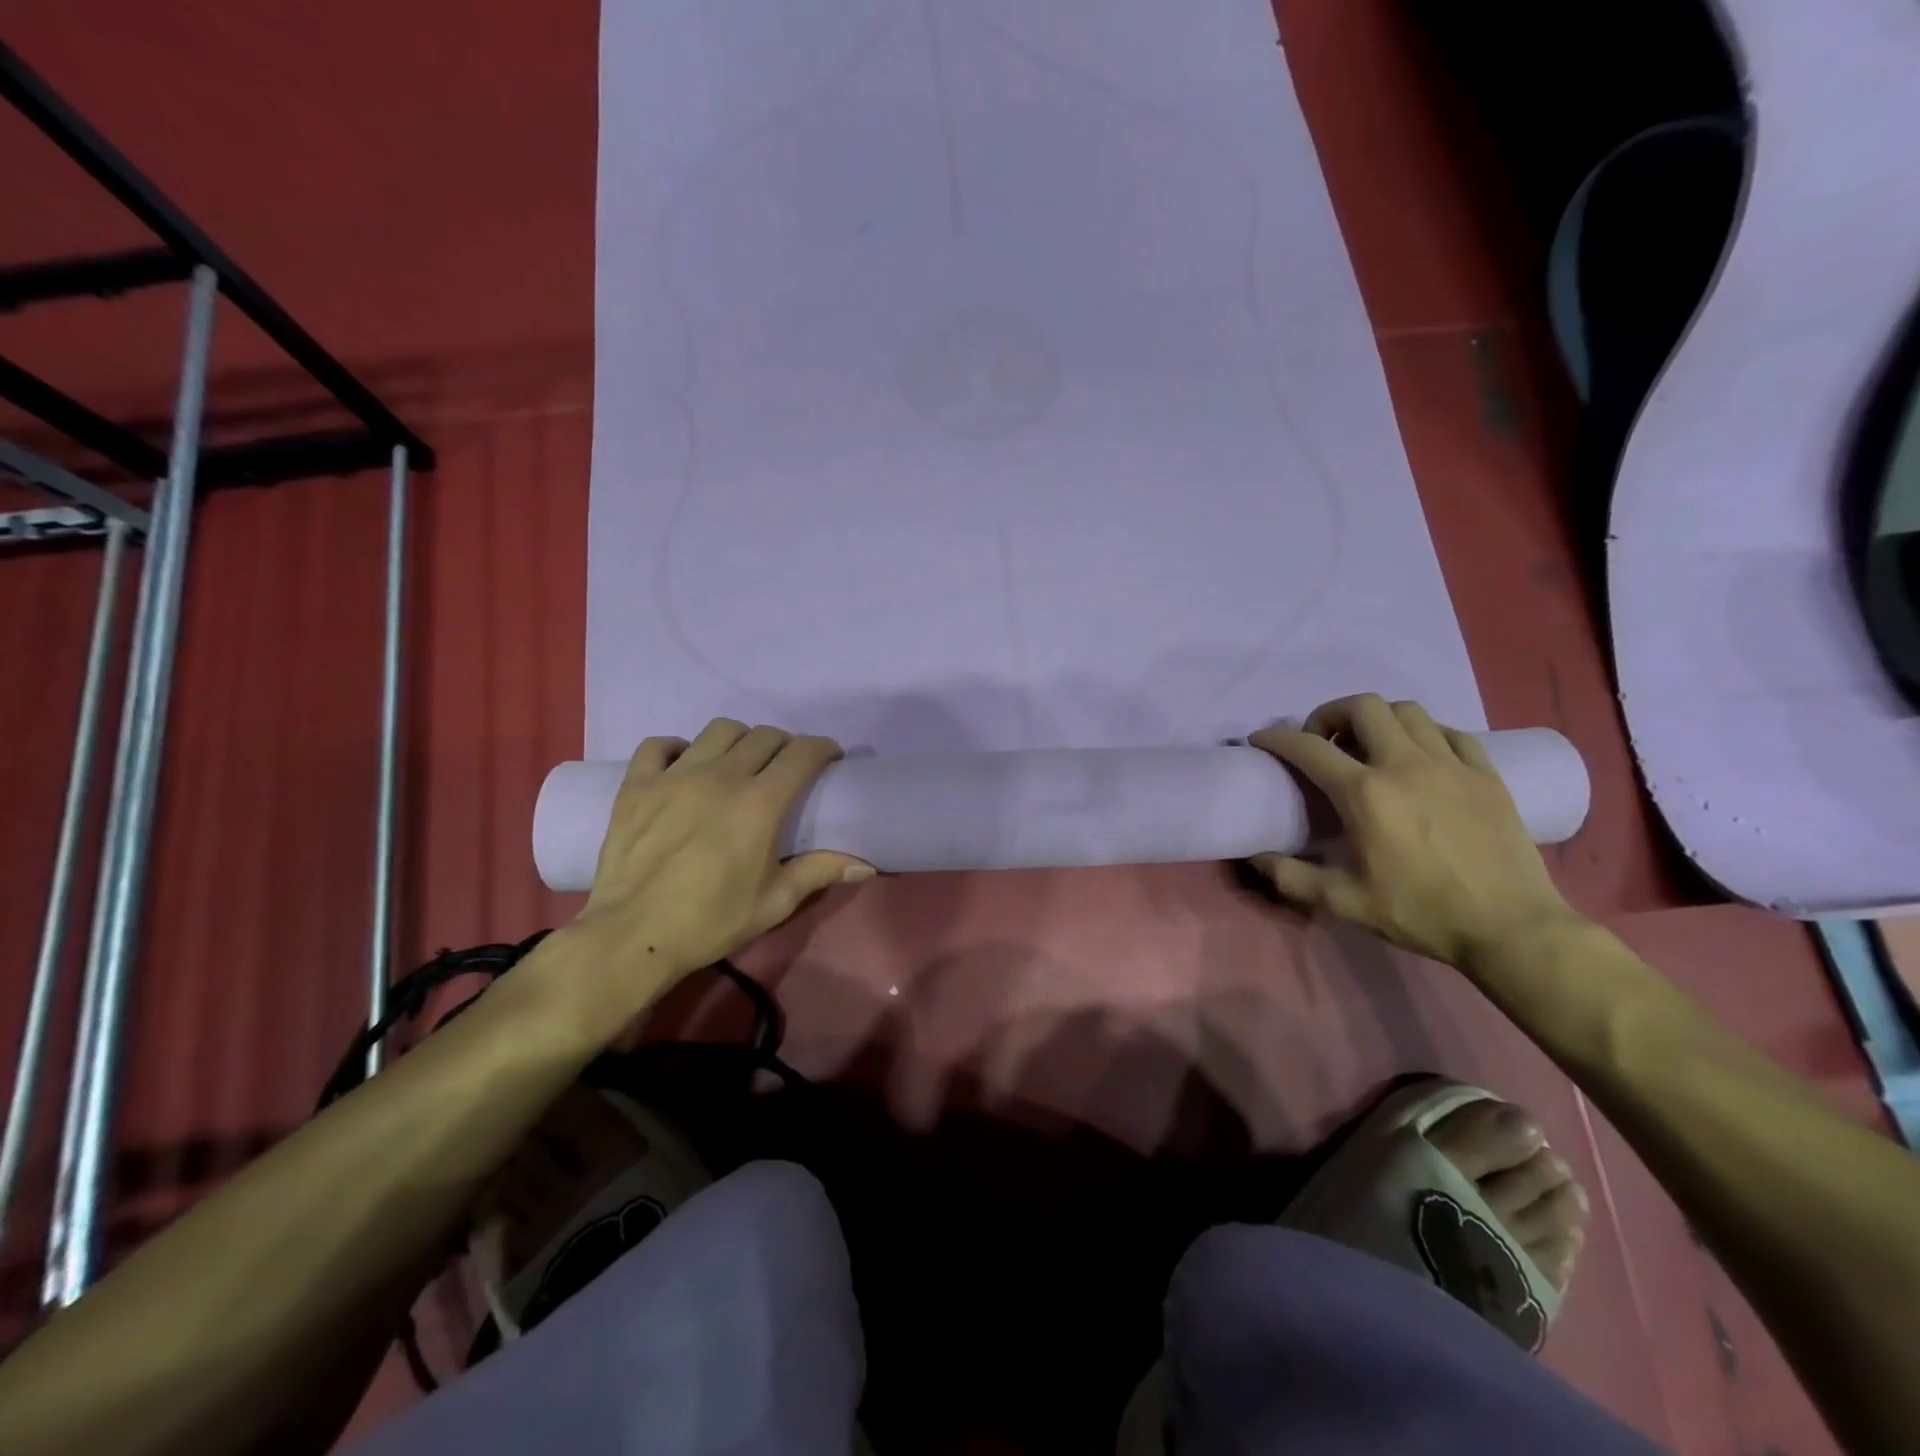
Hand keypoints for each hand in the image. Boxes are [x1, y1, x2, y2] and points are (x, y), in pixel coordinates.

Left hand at [546, 720, 873, 1021]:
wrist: (633, 936)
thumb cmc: (712, 921)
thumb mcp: (776, 901)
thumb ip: (820, 872)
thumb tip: (867, 865)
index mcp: (761, 802)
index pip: (803, 753)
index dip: (822, 749)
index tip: (829, 759)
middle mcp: (722, 776)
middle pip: (764, 736)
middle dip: (785, 745)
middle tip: (787, 768)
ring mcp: (675, 776)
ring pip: (718, 731)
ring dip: (739, 740)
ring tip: (739, 763)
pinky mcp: (637, 785)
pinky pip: (658, 746)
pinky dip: (676, 748)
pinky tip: (683, 765)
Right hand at [1247, 694, 1581, 968]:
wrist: (1512, 929)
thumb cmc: (1421, 912)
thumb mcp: (1343, 902)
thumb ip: (1291, 877)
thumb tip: (1255, 858)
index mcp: (1365, 794)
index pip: (1309, 748)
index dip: (1277, 738)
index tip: (1261, 740)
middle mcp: (1405, 765)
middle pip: (1363, 707)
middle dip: (1331, 714)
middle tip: (1323, 741)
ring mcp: (1451, 765)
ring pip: (1408, 711)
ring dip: (1379, 719)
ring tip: (1370, 746)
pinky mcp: (1487, 775)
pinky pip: (1451, 733)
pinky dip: (1425, 734)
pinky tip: (1421, 757)